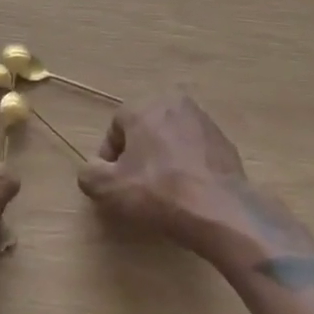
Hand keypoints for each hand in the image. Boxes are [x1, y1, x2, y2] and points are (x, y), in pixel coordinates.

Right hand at [78, 95, 307, 260]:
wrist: (221, 211)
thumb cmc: (159, 193)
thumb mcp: (110, 189)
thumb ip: (90, 174)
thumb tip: (92, 170)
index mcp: (142, 105)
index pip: (116, 127)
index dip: (110, 157)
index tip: (115, 184)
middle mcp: (172, 102)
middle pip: (144, 129)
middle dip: (138, 155)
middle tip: (137, 187)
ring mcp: (202, 120)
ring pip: (171, 138)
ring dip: (163, 158)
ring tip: (164, 192)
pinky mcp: (224, 140)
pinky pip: (195, 150)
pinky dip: (188, 165)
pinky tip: (189, 192)